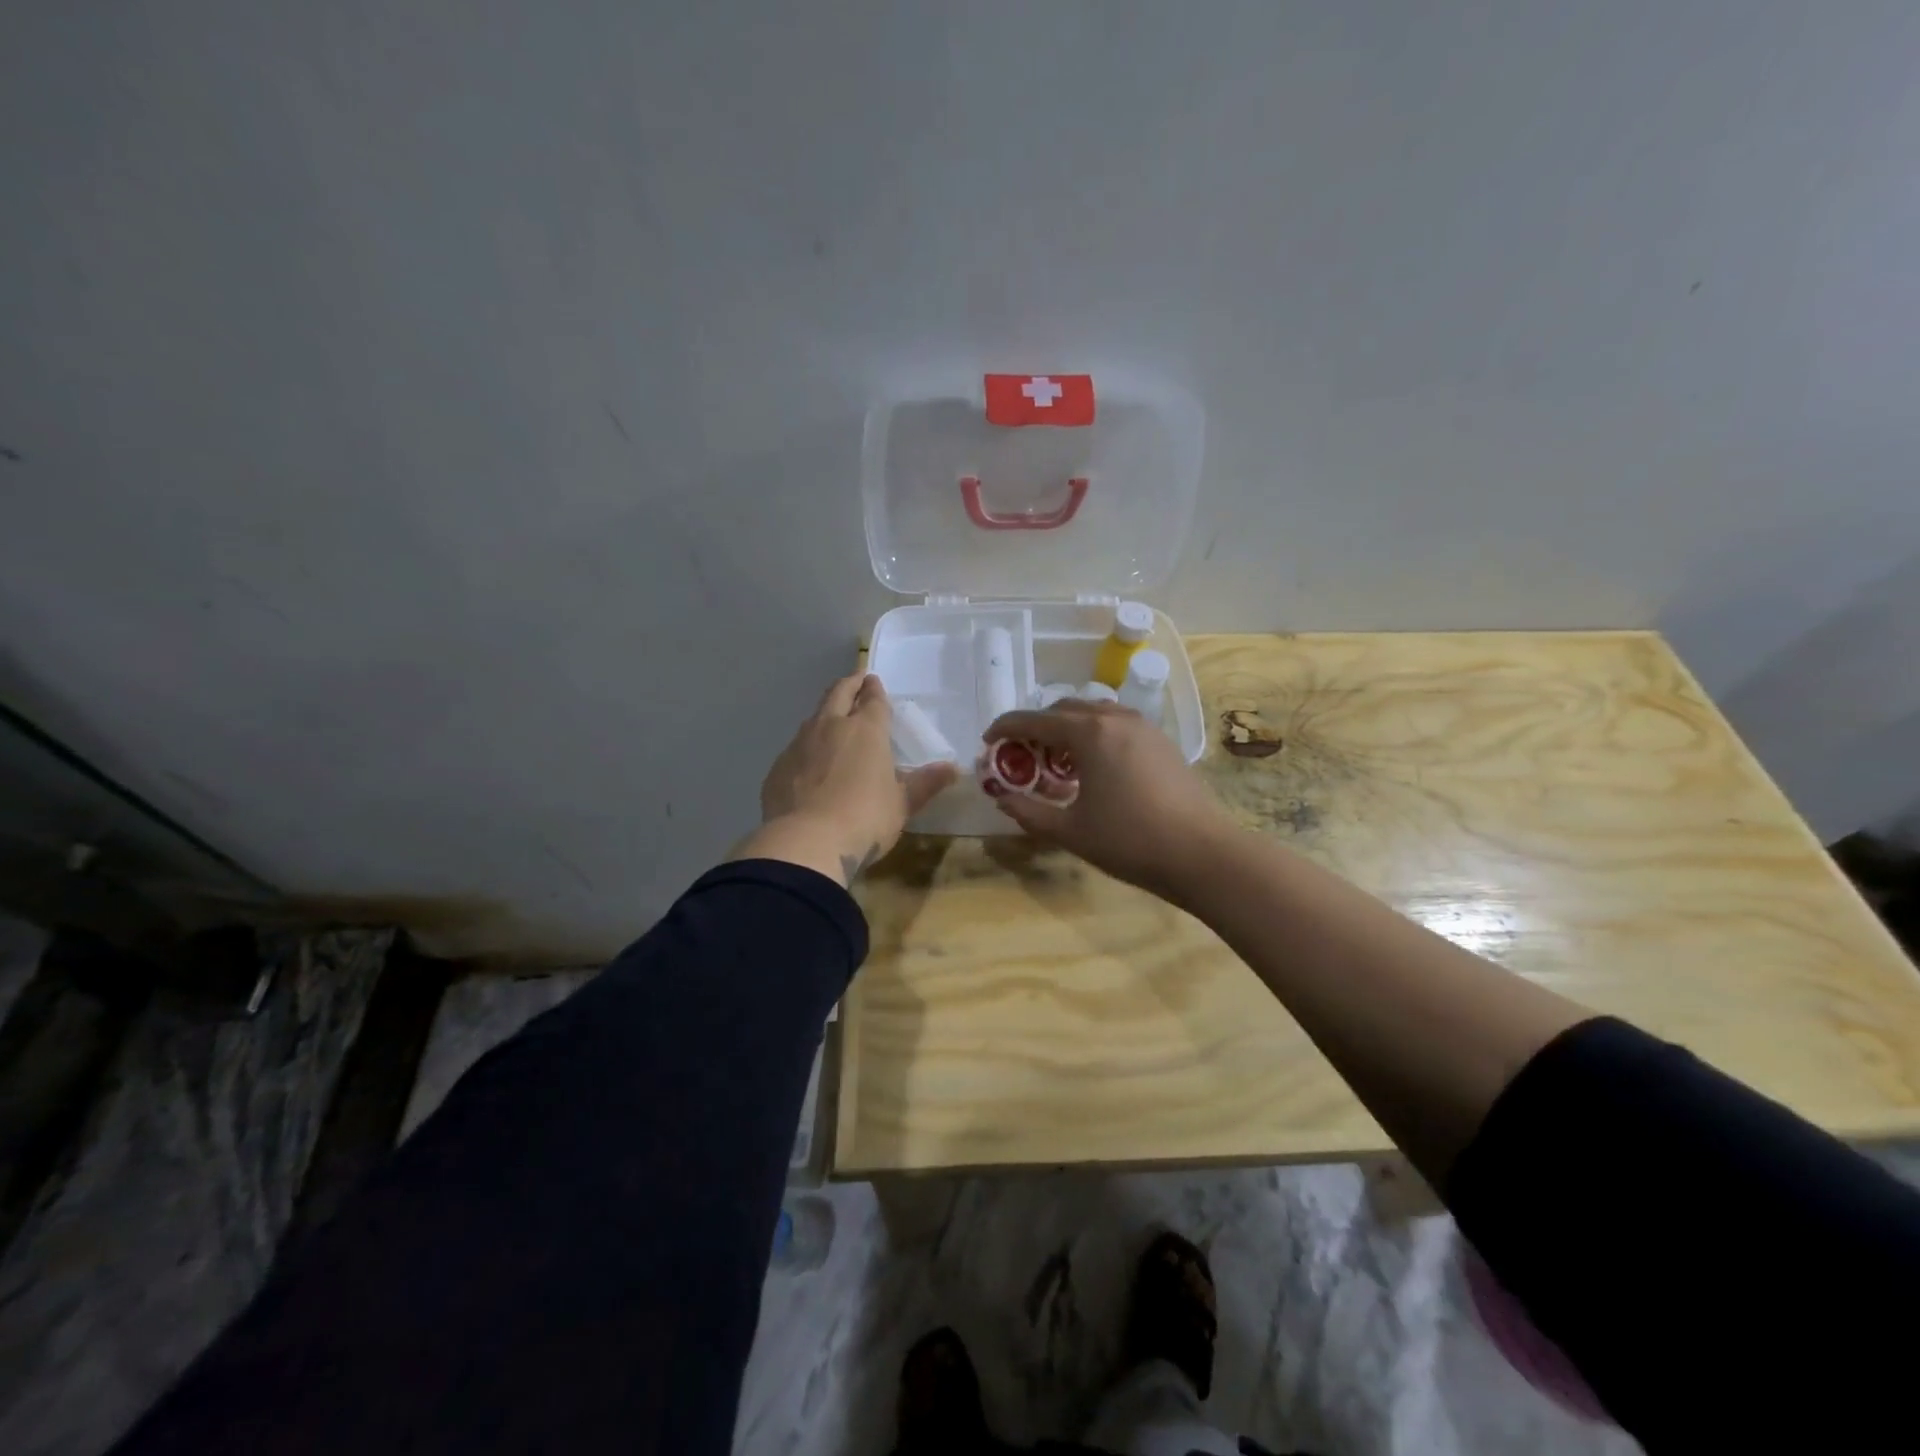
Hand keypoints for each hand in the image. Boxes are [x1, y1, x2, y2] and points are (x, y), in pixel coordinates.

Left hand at [739, 673, 956, 884]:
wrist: (805, 843)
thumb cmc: (864, 820)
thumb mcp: (902, 805)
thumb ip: (925, 783)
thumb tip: (953, 769)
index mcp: (866, 731)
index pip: (873, 699)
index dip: (875, 690)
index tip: (874, 682)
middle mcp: (831, 727)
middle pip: (839, 694)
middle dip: (849, 684)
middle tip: (855, 680)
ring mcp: (800, 744)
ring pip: (814, 717)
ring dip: (826, 713)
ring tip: (832, 719)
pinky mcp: (779, 766)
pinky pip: (796, 747)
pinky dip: (807, 746)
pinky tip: (809, 762)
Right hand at [985, 701, 1231, 898]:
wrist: (1201, 853)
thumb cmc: (1129, 840)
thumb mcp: (1069, 830)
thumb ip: (1029, 811)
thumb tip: (1002, 798)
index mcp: (1089, 733)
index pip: (1034, 719)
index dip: (1006, 728)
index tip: (988, 741)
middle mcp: (1115, 718)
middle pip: (1064, 709)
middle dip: (1037, 726)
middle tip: (1023, 755)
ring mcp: (1143, 727)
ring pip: (1094, 714)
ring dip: (1067, 729)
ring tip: (1057, 761)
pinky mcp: (1162, 742)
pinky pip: (1116, 725)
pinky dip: (1094, 735)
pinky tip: (1093, 768)